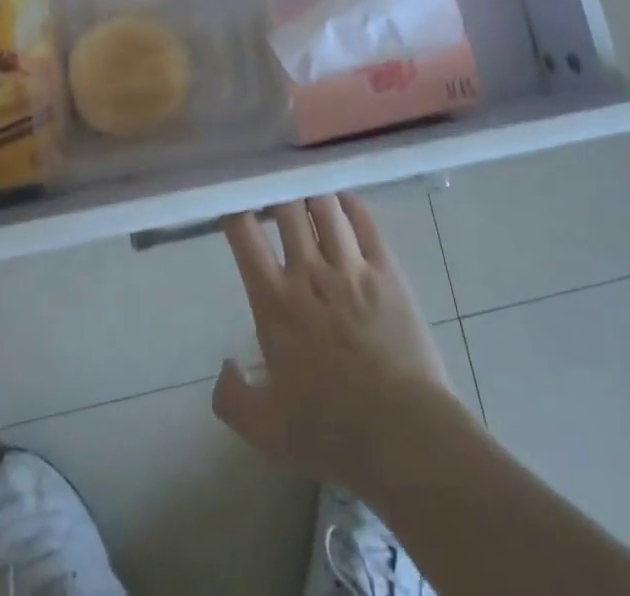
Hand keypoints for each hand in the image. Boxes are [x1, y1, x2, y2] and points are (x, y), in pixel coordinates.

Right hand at [214, 195, 458, 495]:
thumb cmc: (331, 433)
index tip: (233, 205)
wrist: (404, 436)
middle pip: (287, 207)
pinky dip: (350, 203)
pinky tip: (343, 202)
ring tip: (306, 193)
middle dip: (276, 192)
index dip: (235, 210)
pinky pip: (365, 220)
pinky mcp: (386, 270)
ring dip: (311, 194)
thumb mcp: (265, 431)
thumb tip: (225, 366)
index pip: (245, 236)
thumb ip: (232, 397)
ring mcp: (351, 267)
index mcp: (274, 303)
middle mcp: (309, 273)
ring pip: (325, 206)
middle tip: (272, 193)